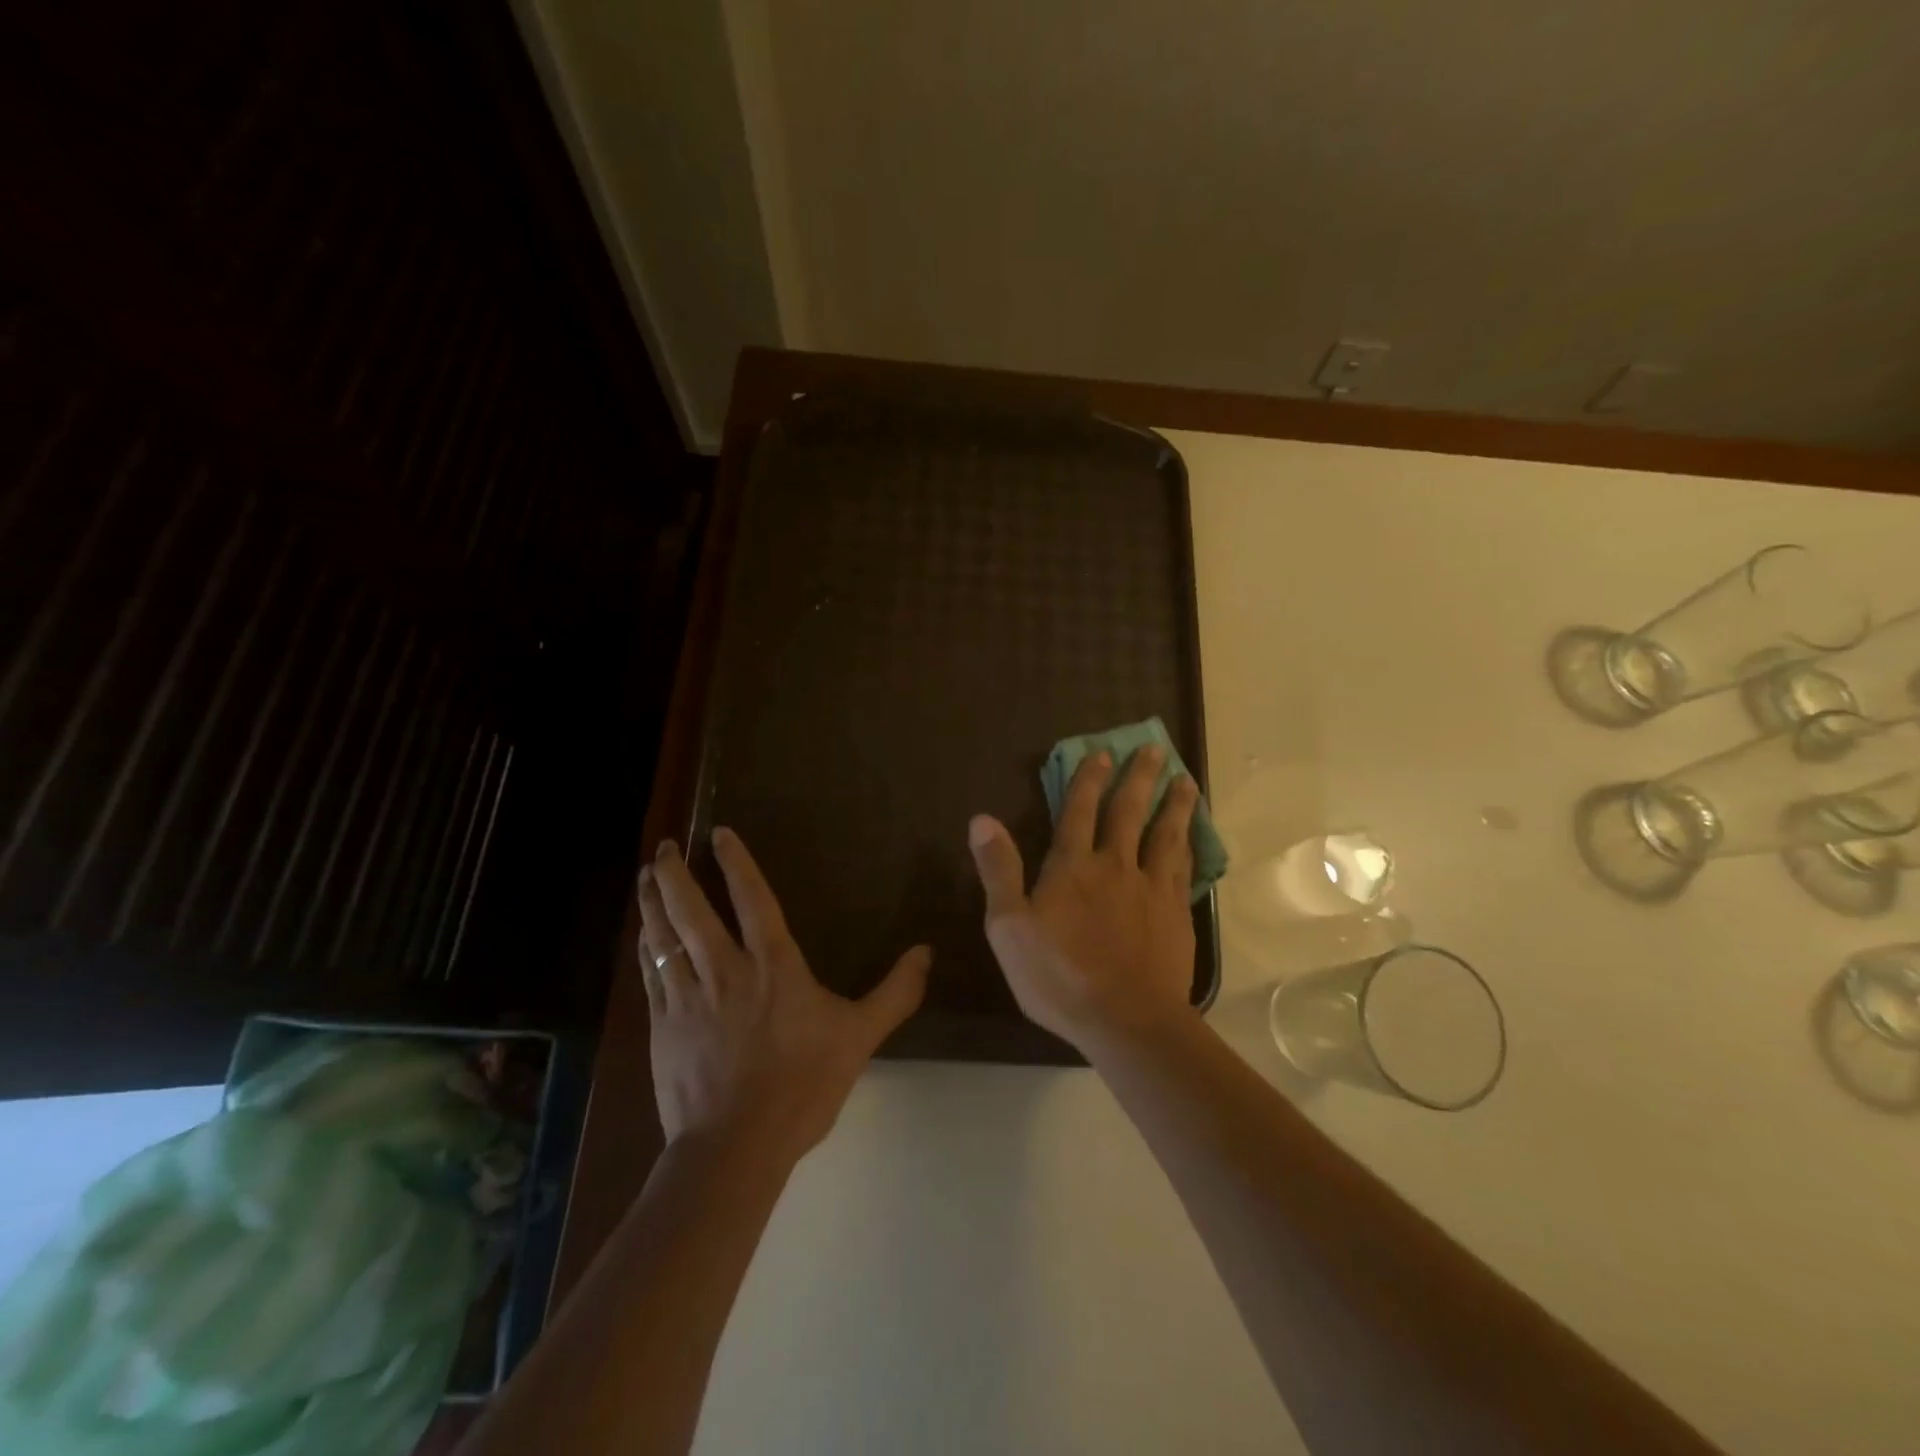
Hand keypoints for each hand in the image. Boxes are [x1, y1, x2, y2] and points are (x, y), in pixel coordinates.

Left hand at [638, 829, 930, 1161]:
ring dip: (653, 902)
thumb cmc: (803, 1086)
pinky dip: (646, 948)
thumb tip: (926, 952)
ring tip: (645, 877)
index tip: (718, 832)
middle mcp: (725, 970)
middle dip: (675, 874)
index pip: (752, 898)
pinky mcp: (662, 1027)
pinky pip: (650, 975)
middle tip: (662, 847)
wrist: (736, 1147)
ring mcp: (687, 998)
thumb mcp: (860, 1037)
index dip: (735, 862)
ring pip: (663, 938)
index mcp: (773, 965)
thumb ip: (895, 993)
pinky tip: (642, 935)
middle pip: (692, 910)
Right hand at [967, 747, 1198, 1052]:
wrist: (1127, 1020)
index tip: (1101, 753)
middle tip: (1153, 748)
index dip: (1088, 780)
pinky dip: (1189, 846)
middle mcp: (1115, 866)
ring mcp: (1151, 888)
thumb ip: (998, 870)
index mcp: (1072, 867)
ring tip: (1185, 781)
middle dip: (1138, 778)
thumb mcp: (1009, 927)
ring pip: (1165, 834)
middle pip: (1129, 812)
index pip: (1078, 811)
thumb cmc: (1058, 977)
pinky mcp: (1176, 913)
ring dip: (1174, 804)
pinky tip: (1194, 838)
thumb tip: (981, 819)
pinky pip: (1184, 868)